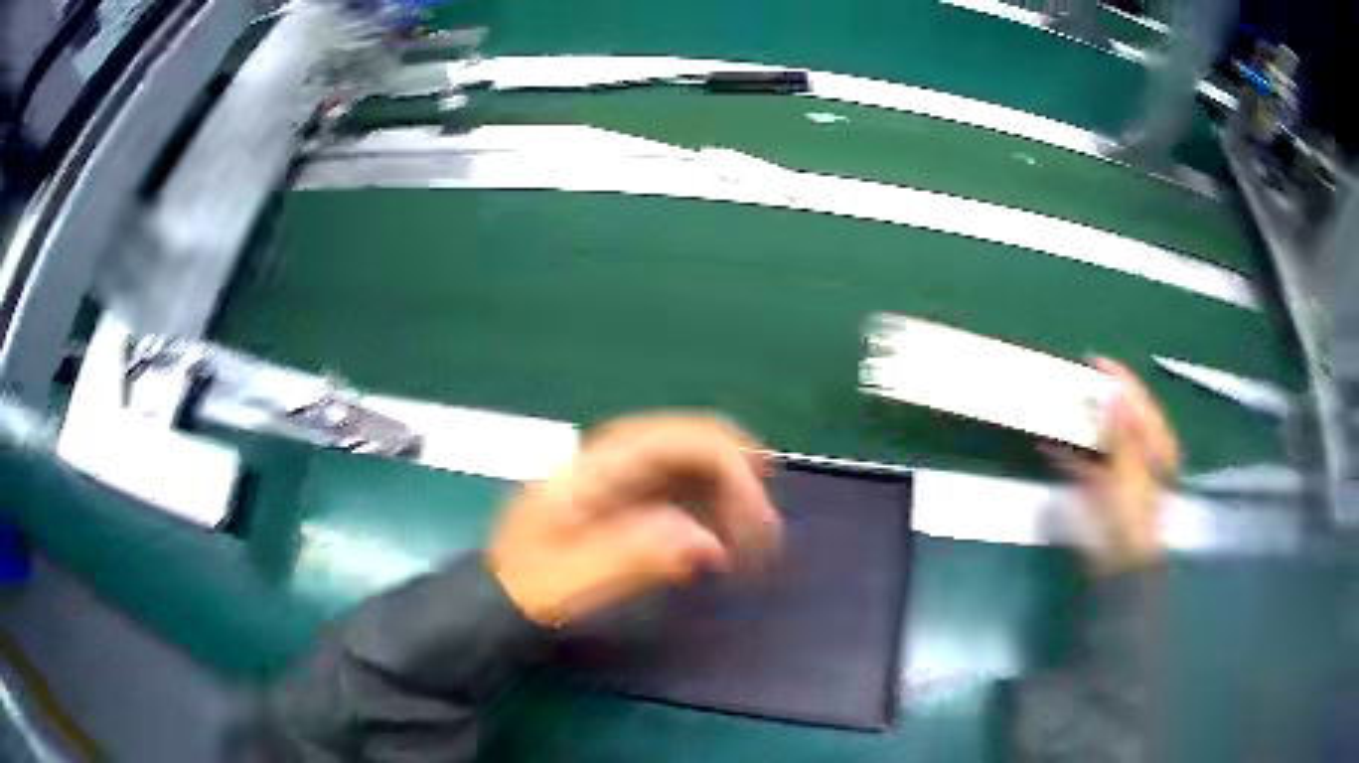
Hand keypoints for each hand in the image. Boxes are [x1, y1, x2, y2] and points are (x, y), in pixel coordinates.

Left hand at [487, 413, 781, 627]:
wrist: (499, 594)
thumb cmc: (531, 587)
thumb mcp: (574, 579)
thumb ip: (637, 555)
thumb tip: (706, 542)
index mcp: (597, 467)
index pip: (679, 440)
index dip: (730, 468)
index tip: (756, 520)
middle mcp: (613, 457)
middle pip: (693, 441)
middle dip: (740, 479)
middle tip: (765, 533)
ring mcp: (620, 474)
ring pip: (693, 461)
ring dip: (730, 494)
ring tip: (751, 542)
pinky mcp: (626, 496)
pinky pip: (682, 486)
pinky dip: (712, 507)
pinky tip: (721, 542)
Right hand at [1047, 358, 1179, 572]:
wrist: (1118, 564)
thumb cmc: (1133, 517)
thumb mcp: (1132, 472)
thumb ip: (1123, 433)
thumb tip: (1113, 392)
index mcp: (1155, 444)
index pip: (1139, 401)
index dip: (1120, 379)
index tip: (1095, 361)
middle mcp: (1138, 451)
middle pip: (1117, 415)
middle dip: (1095, 399)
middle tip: (1072, 381)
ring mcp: (1117, 468)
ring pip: (1097, 435)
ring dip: (1078, 422)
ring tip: (1057, 404)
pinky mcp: (1097, 486)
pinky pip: (1080, 461)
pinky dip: (1065, 452)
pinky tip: (1047, 442)